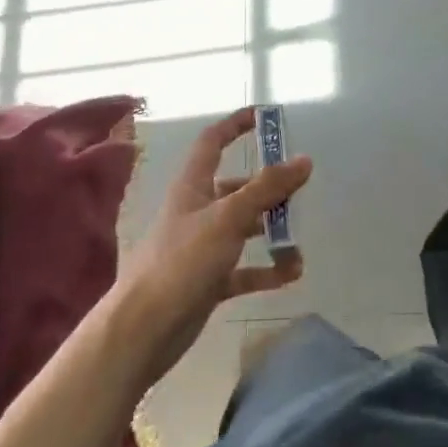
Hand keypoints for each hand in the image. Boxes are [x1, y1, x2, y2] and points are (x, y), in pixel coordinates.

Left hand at [110, 108, 311, 391]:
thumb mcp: (228, 217)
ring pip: (243, 228)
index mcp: (193, 185)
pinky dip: (266, 268)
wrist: (144, 329)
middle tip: (299, 188)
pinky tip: (291, 273)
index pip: (213, 142)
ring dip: (271, 230)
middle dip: (267, 187)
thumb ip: (267, 188)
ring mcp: (202, 247)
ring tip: (299, 239)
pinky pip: (244, 268)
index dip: (235, 125)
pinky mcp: (208, 280)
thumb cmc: (182, 260)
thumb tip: (303, 159)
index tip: (264, 117)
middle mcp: (197, 210)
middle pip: (236, 187)